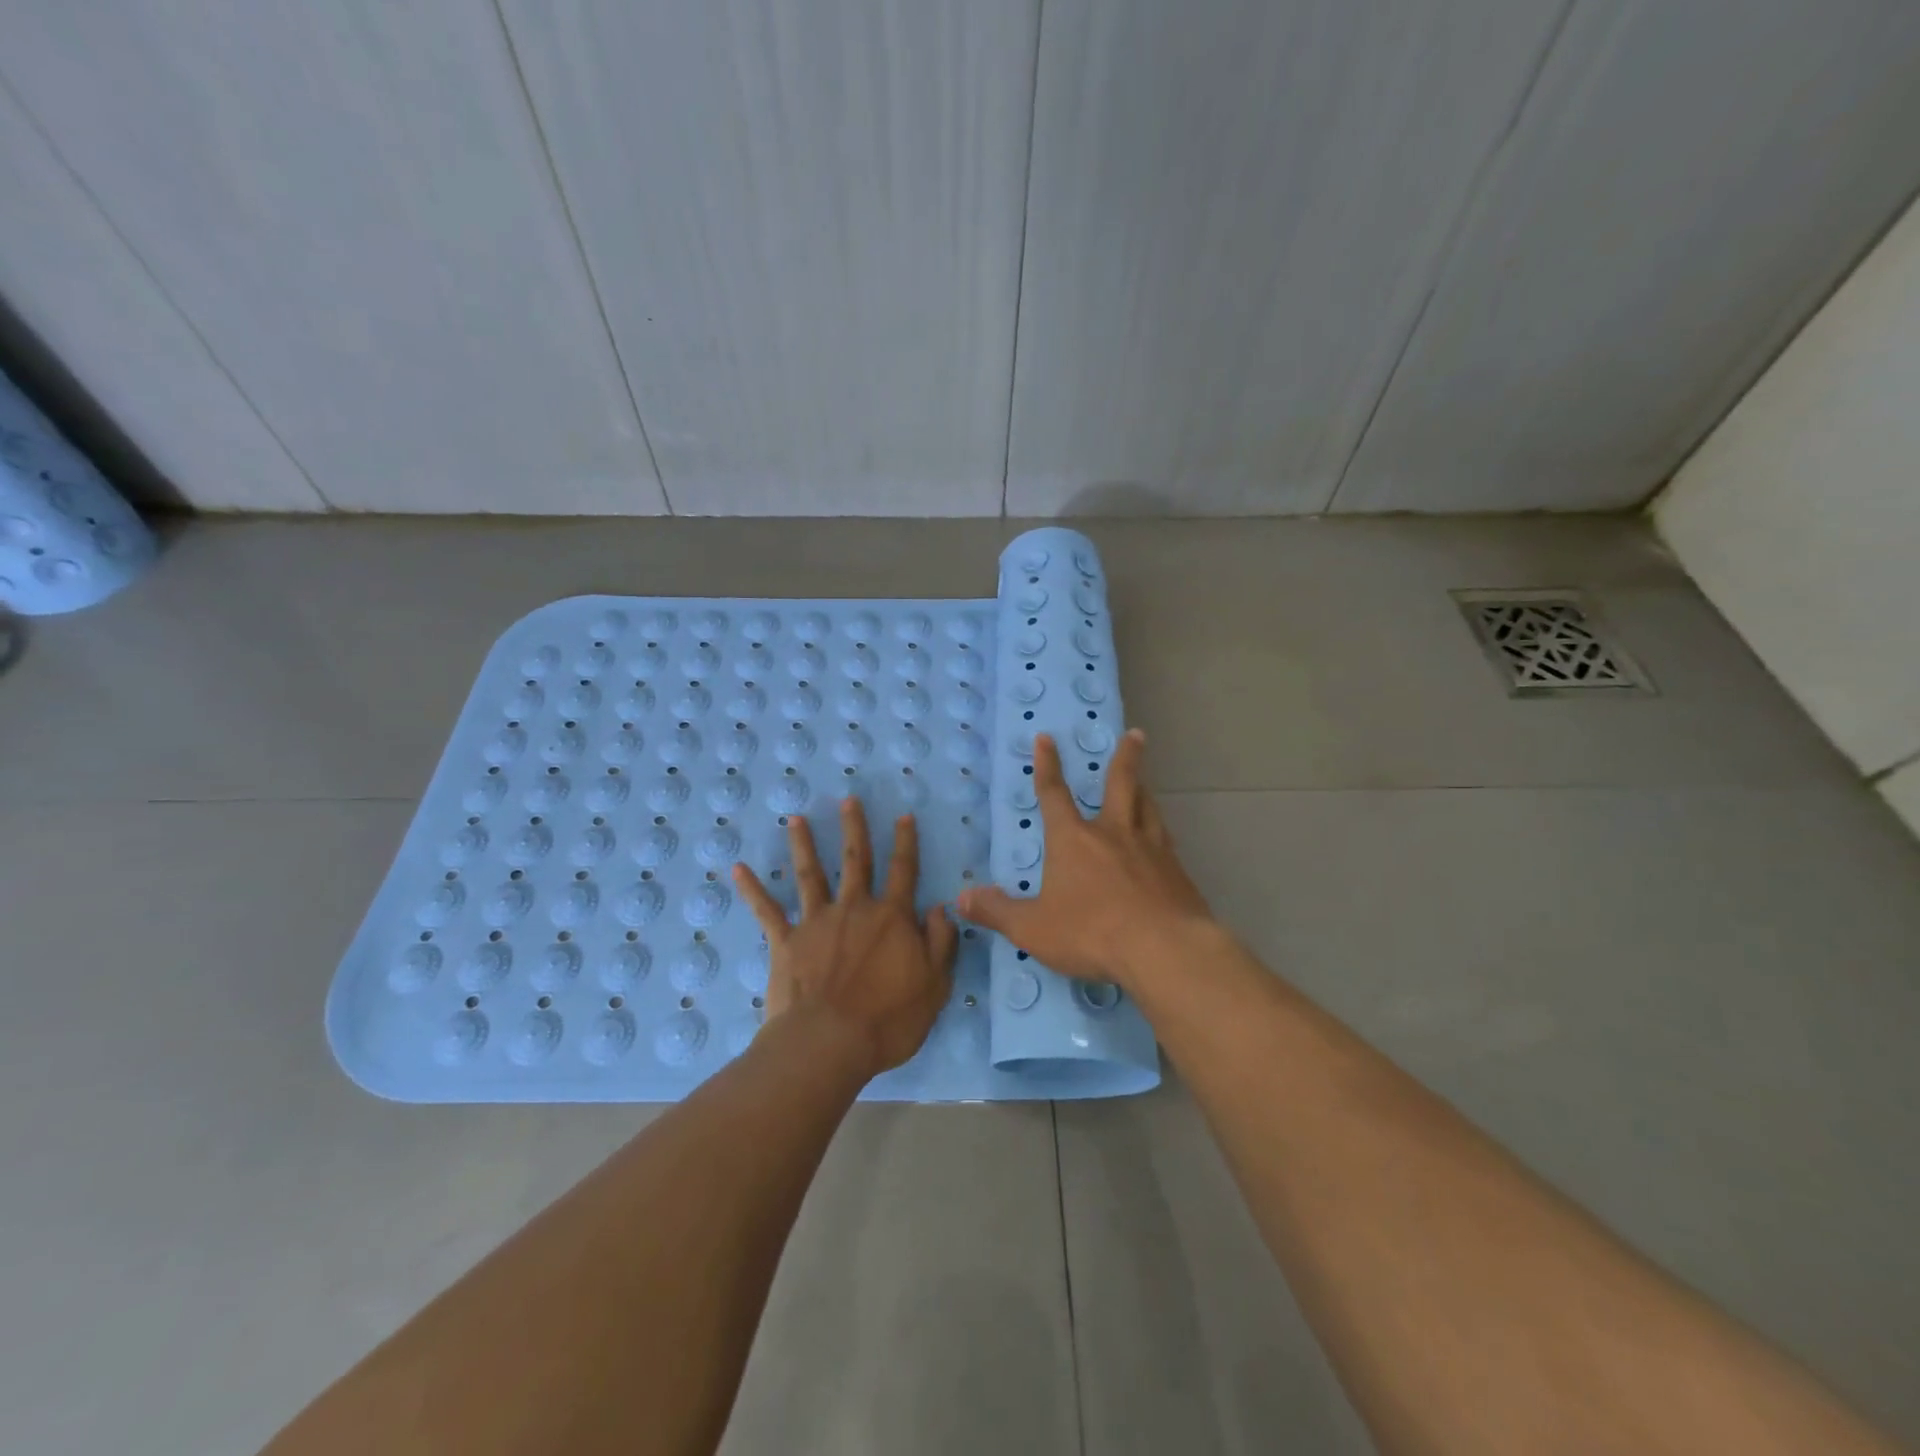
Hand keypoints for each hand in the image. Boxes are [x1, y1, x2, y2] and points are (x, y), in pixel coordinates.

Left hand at [733, 798, 956, 1079]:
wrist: (829, 1043)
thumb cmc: (888, 1020)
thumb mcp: (934, 986)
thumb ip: (940, 943)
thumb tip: (941, 908)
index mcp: (892, 918)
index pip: (904, 871)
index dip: (906, 842)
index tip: (904, 815)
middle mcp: (854, 909)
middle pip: (856, 860)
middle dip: (854, 828)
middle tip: (848, 799)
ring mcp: (816, 922)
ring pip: (810, 874)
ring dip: (804, 844)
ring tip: (795, 818)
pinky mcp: (785, 942)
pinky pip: (767, 911)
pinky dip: (752, 889)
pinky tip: (737, 869)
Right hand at [956, 730, 1210, 990]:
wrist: (1165, 949)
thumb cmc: (1092, 933)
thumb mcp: (1034, 928)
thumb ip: (998, 912)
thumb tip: (962, 898)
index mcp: (1073, 840)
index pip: (1054, 794)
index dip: (1047, 765)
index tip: (1046, 738)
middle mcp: (1114, 834)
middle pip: (1121, 784)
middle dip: (1125, 757)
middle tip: (1135, 734)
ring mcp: (1151, 849)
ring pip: (1148, 807)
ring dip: (1144, 789)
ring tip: (1144, 781)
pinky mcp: (1177, 871)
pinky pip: (1166, 841)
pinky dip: (1161, 831)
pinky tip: (1164, 840)